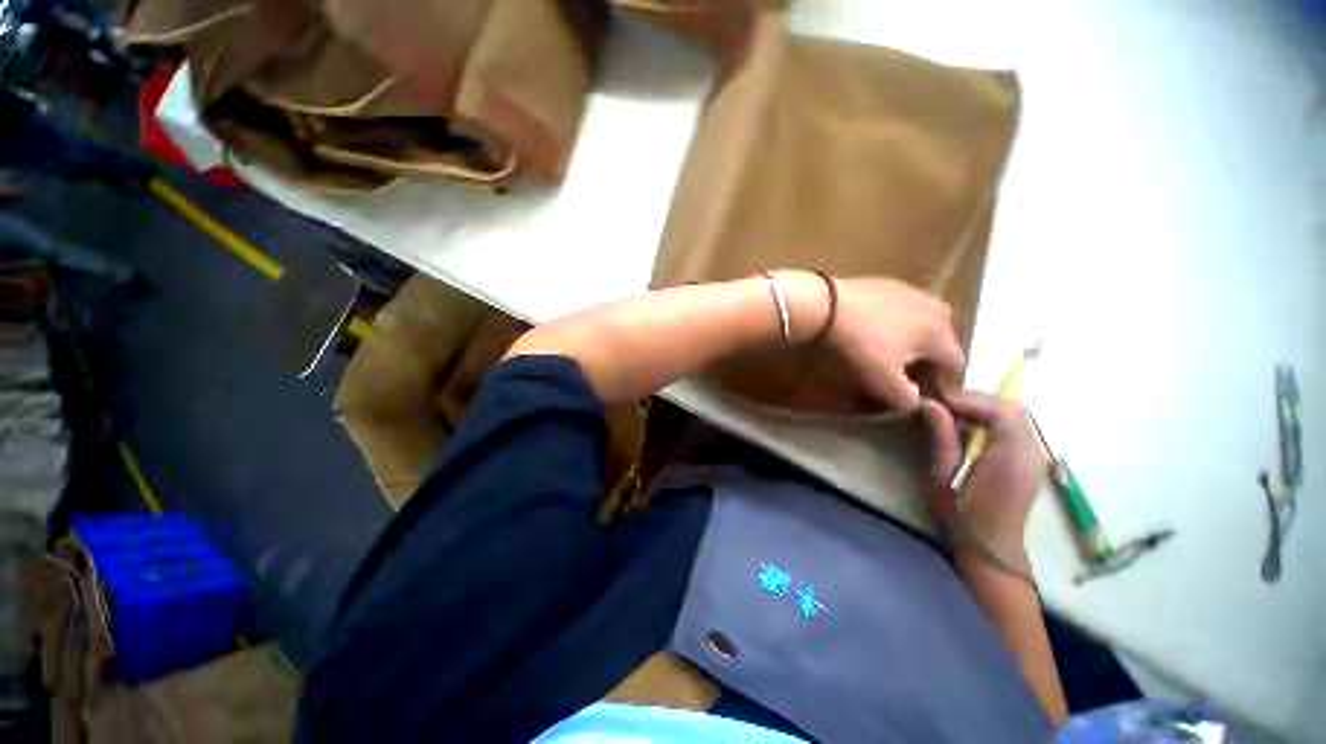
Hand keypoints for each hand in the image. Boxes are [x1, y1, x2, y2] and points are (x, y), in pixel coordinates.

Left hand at [826, 277, 965, 411]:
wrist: (822, 306)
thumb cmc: (859, 348)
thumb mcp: (885, 383)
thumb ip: (909, 399)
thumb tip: (918, 400)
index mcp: (940, 333)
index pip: (957, 364)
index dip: (943, 383)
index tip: (921, 392)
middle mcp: (933, 307)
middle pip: (944, 338)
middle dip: (931, 357)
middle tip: (905, 370)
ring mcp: (907, 290)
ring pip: (922, 319)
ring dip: (912, 336)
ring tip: (887, 349)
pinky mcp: (881, 282)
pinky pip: (897, 306)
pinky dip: (892, 319)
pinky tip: (870, 327)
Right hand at [919, 392, 1046, 560]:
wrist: (990, 546)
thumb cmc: (961, 512)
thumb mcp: (942, 474)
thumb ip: (941, 436)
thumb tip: (929, 403)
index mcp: (1010, 454)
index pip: (1001, 410)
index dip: (970, 400)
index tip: (940, 403)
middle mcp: (1031, 451)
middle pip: (1012, 408)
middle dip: (977, 401)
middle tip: (945, 408)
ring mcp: (1035, 456)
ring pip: (1016, 415)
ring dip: (985, 409)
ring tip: (955, 417)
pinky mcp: (1031, 461)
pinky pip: (1017, 428)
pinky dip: (994, 421)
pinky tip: (973, 432)